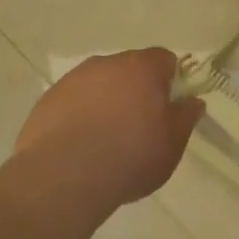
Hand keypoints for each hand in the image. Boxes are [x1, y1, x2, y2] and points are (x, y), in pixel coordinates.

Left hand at [10, 48, 202, 220]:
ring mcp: (71, 81)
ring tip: (107, 141)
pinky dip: (80, 118)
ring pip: (98, 86)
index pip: (164, 60)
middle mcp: (105, 64)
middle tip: (140, 127)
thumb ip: (186, 116)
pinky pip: (72, 104)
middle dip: (136, 91)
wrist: (64, 178)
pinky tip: (80, 148)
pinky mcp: (45, 102)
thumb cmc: (131, 155)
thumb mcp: (173, 142)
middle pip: (129, 70)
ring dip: (106, 103)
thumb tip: (192, 101)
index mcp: (141, 67)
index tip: (169, 108)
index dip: (170, 82)